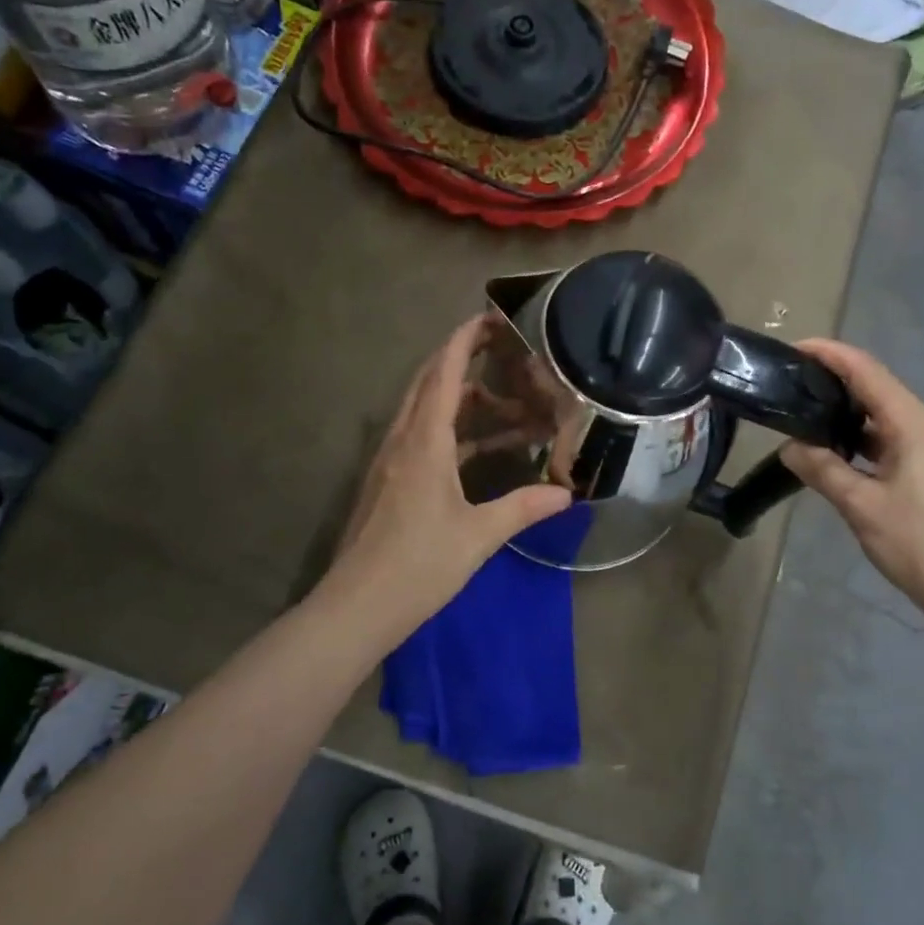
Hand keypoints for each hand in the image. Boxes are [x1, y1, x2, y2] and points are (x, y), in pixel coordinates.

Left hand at [328, 317, 571, 629]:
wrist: (356, 607)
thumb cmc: (418, 565)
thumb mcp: (478, 536)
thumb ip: (523, 508)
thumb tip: (567, 494)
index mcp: (423, 442)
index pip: (443, 374)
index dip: (464, 340)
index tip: (488, 317)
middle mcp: (402, 441)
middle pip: (428, 382)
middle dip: (461, 359)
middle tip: (500, 350)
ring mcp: (389, 461)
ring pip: (423, 410)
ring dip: (457, 397)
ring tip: (502, 403)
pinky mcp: (387, 482)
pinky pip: (419, 436)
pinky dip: (448, 428)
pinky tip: (475, 448)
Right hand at [779, 339, 923, 635]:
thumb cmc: (921, 543)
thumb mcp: (862, 506)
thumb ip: (824, 470)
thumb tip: (790, 447)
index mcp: (912, 424)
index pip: (866, 371)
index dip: (830, 354)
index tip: (791, 349)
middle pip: (875, 388)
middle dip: (833, 379)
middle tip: (788, 385)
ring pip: (881, 417)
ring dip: (845, 412)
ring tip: (803, 415)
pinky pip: (888, 440)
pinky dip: (859, 439)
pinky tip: (834, 453)